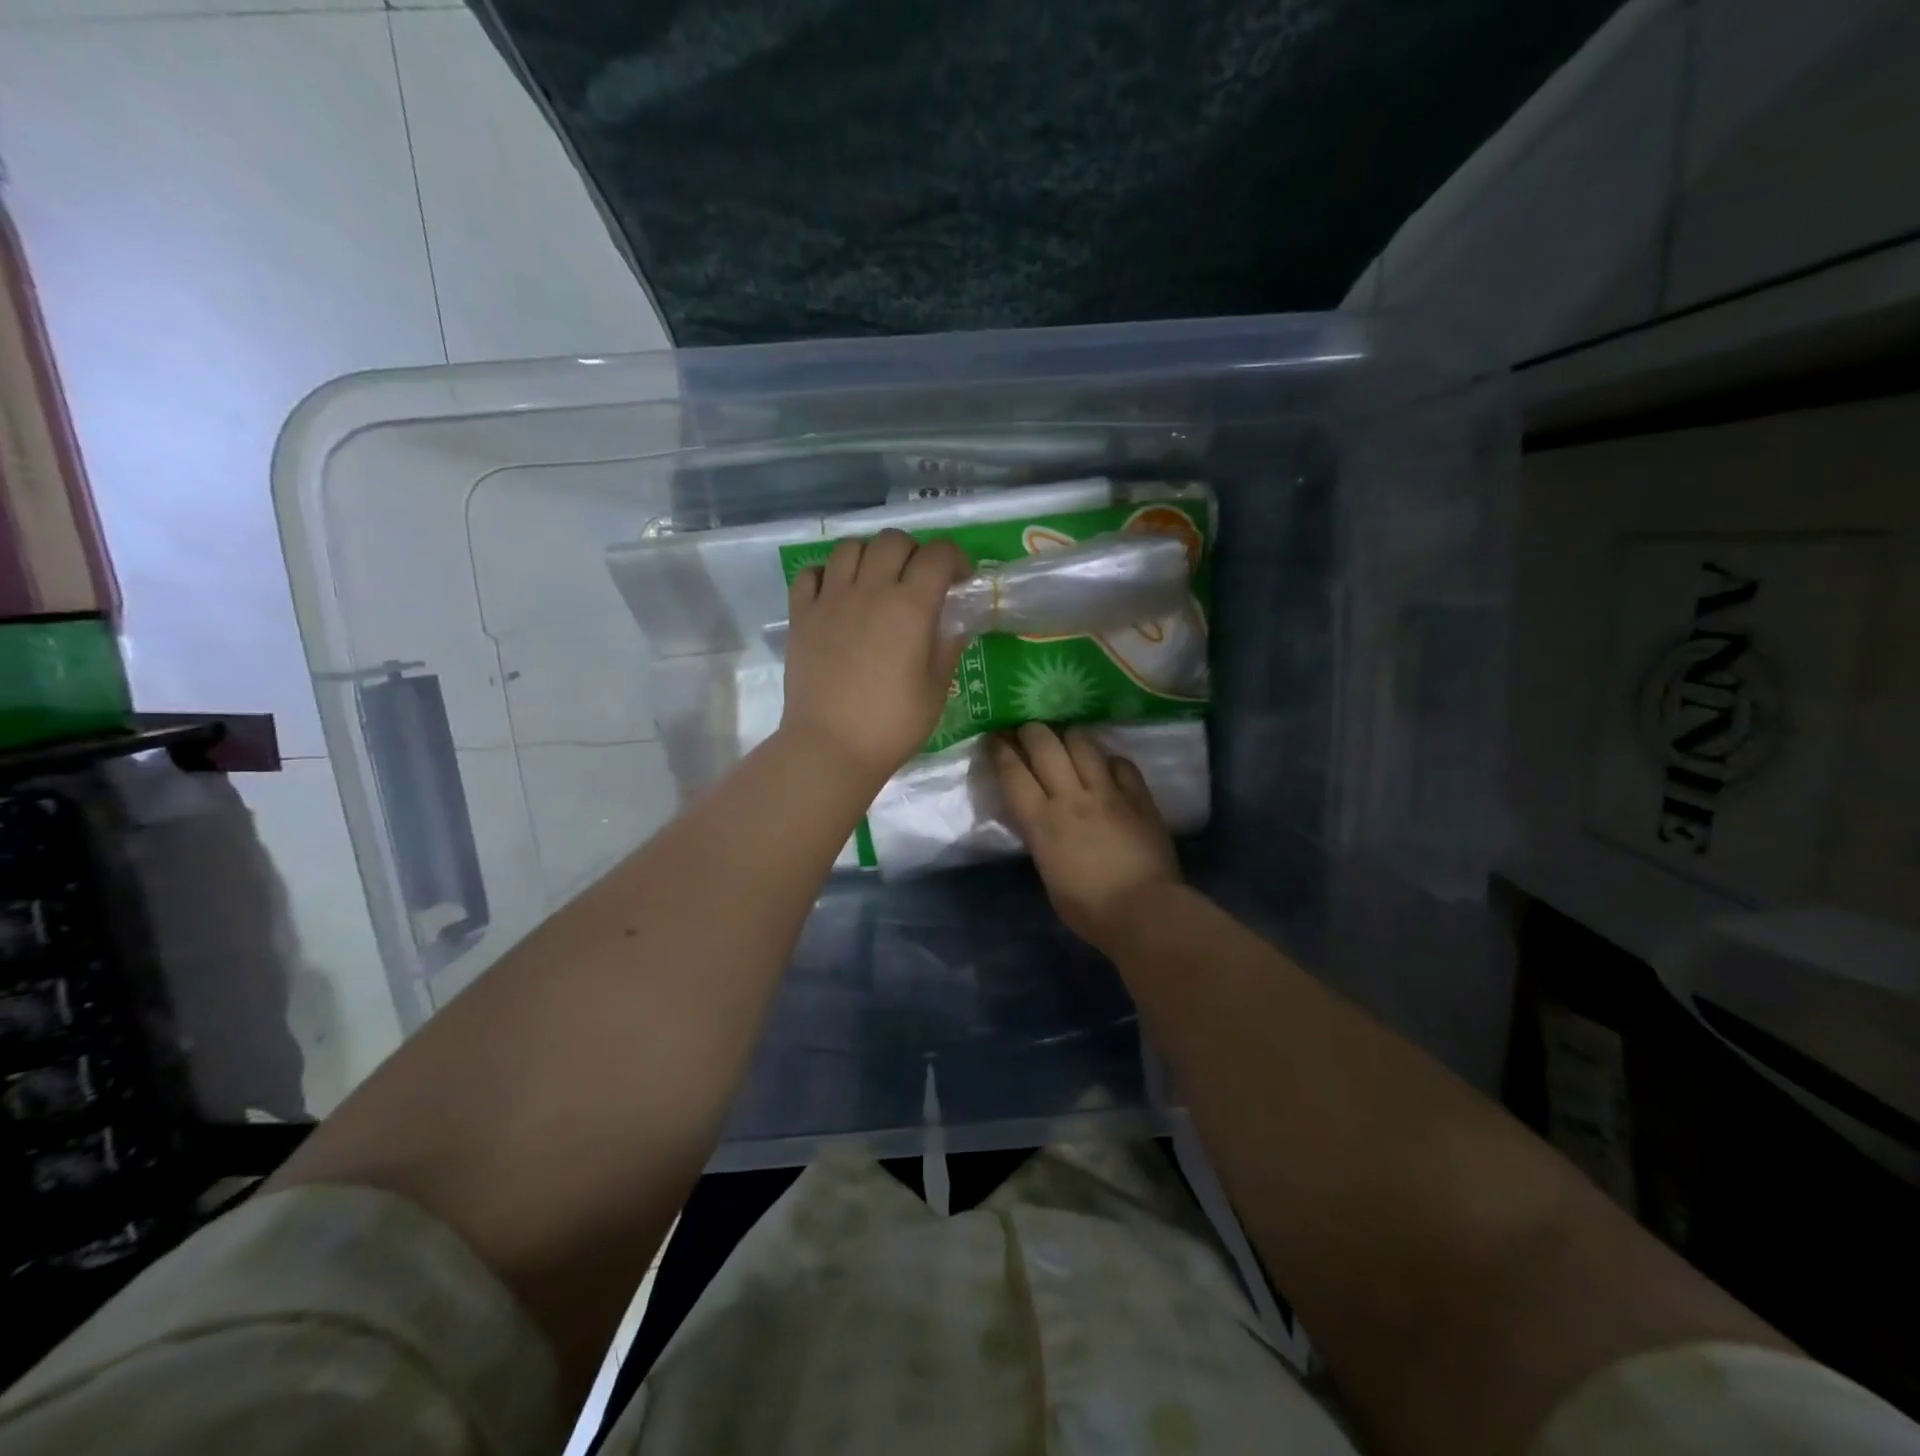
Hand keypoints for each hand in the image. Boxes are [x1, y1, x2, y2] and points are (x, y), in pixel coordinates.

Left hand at [780, 529, 970, 785]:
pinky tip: (837, 594)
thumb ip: (947, 646)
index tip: (959, 579)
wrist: (830, 746)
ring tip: (876, 581)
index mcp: (910, 606)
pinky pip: (811, 573)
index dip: (954, 559)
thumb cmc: (892, 724)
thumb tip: (954, 622)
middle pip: (893, 540)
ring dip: (870, 555)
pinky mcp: (801, 615)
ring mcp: (830, 599)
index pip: (937, 555)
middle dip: (914, 552)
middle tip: (918, 580)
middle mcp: (870, 590)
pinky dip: (827, 574)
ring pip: (850, 547)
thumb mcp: (935, 689)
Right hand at [992, 723, 1181, 948]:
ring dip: (1068, 736)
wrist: (1143, 911)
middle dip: (1031, 731)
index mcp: (1041, 821)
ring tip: (1065, 740)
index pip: (1012, 772)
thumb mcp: (1047, 871)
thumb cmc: (1087, 908)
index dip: (999, 749)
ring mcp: (1108, 792)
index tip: (994, 738)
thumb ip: (1041, 836)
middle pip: (1044, 744)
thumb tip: (1041, 817)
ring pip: (1082, 743)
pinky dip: (1108, 760)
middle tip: (1027, 732)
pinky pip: (1120, 762)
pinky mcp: (1138, 795)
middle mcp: (1071, 797)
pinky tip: (1105, 766)